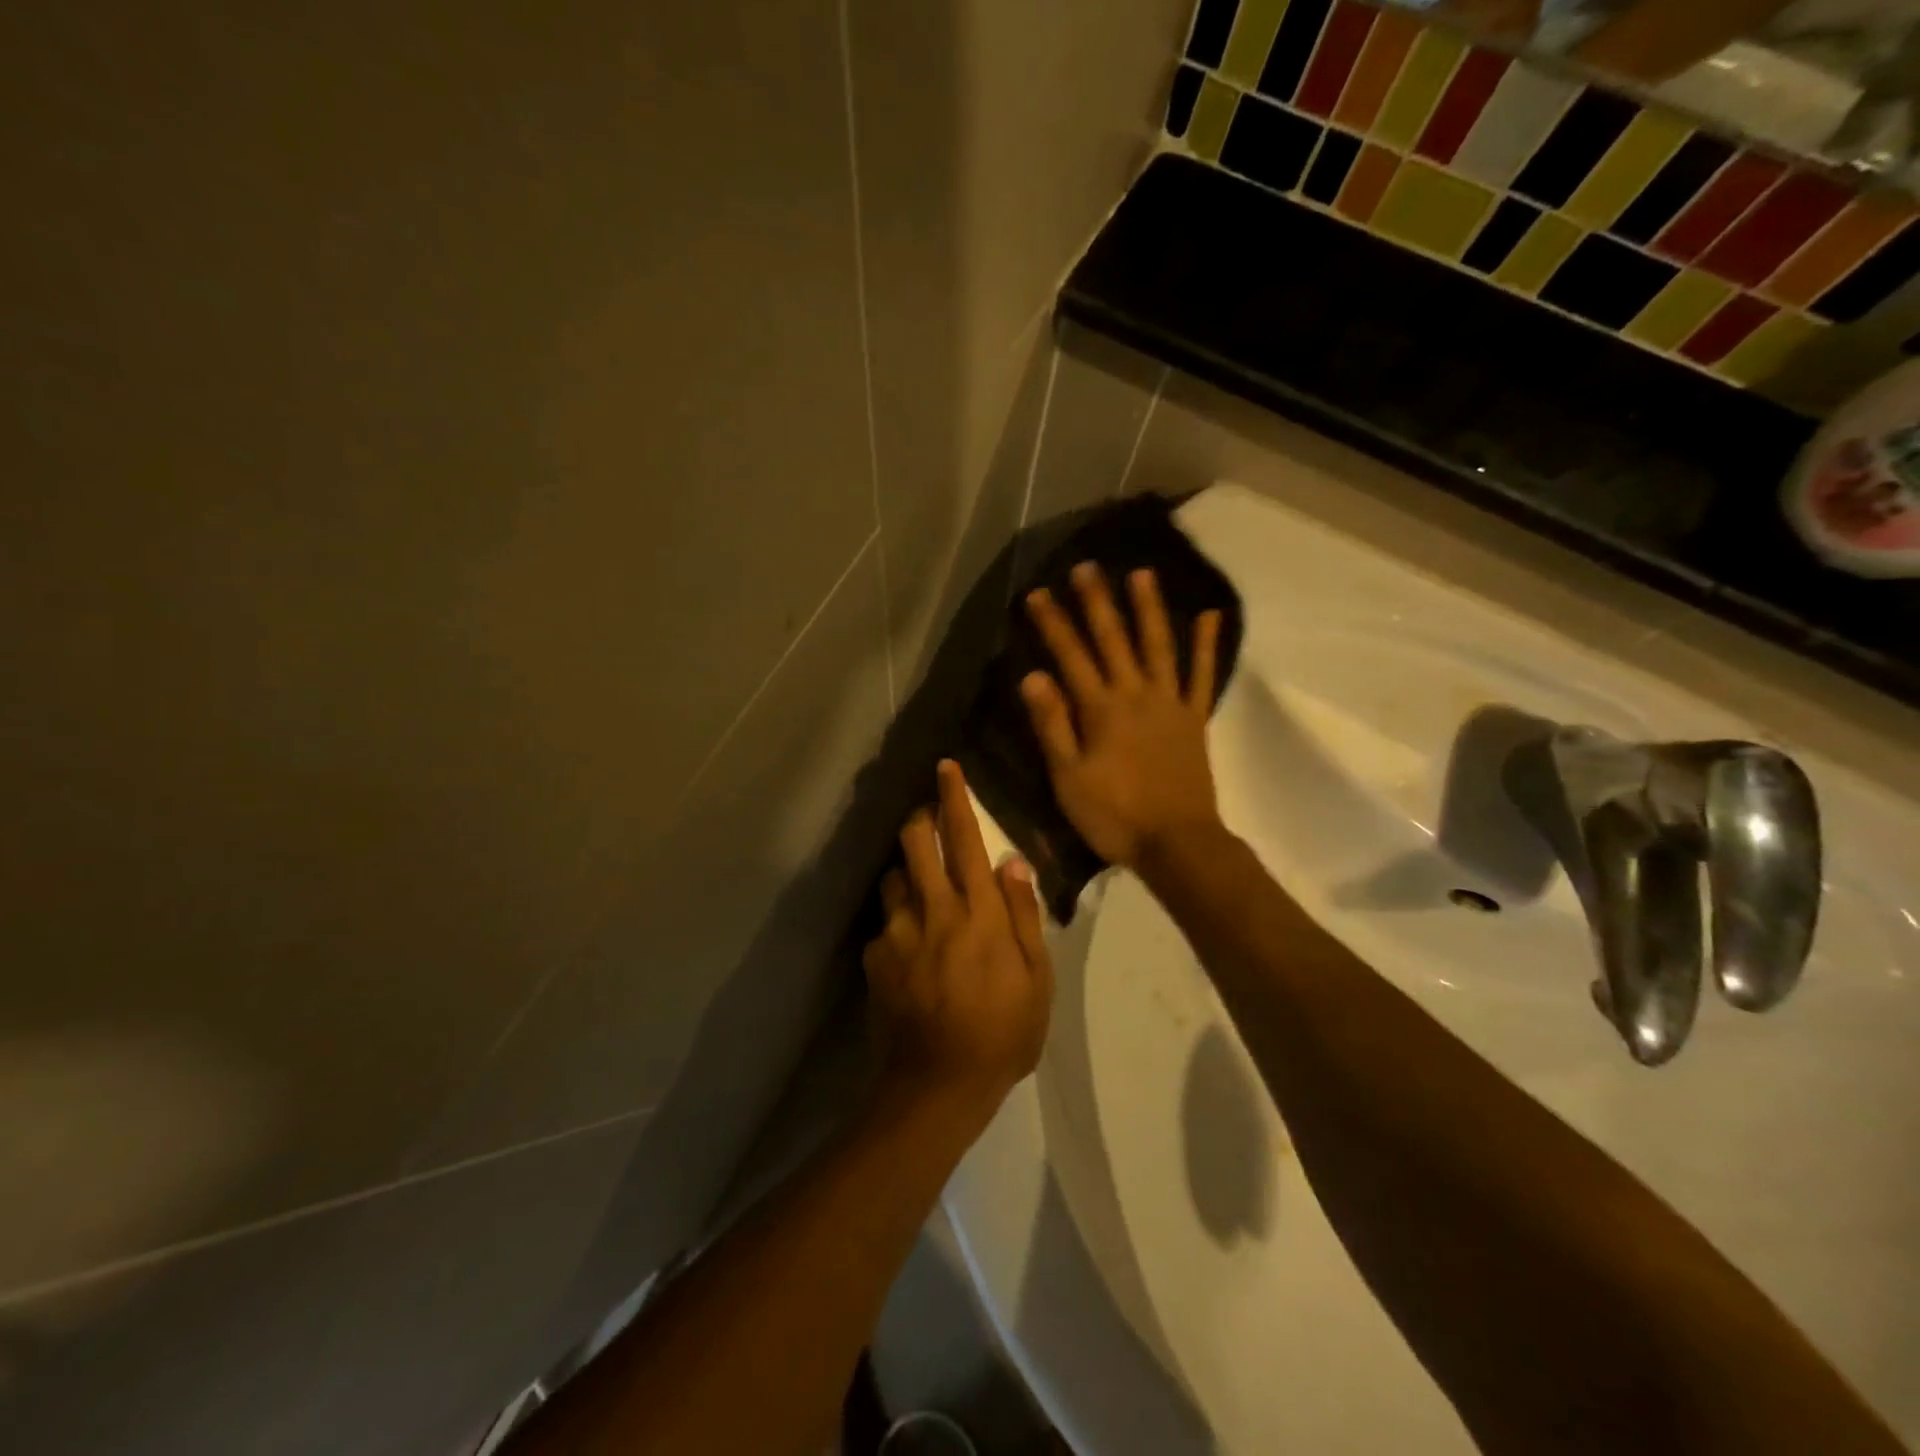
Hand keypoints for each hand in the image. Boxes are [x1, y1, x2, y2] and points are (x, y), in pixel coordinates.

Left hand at [863, 760, 1053, 1113]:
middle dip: (920, 820)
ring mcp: (897, 934)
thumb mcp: (1037, 979)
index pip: (965, 839)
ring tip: (924, 895)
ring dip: (908, 873)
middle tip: (930, 821)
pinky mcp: (875, 958)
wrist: (938, 1086)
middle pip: (915, 843)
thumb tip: (1012, 862)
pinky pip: (885, 922)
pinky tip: (910, 951)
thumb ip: (1024, 915)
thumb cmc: (1003, 1033)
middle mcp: (933, 911)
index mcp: (978, 913)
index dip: (955, 799)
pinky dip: (898, 921)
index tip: (946, 767)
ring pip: (893, 878)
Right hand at [1021, 563, 1223, 869]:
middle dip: (1097, 602)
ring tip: (1142, 573)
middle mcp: (1136, 695)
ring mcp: (1170, 703)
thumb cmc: (1114, 815)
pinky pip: (1202, 675)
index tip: (1037, 594)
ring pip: (1159, 645)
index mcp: (1101, 710)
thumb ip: (1052, 725)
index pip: (1071, 656)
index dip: (1053, 624)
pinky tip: (1210, 615)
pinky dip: (1207, 644)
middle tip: (1087, 567)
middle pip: (1114, 640)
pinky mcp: (1194, 718)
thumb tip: (1033, 676)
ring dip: (1149, 608)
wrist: (1177, 843)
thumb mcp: (1068, 777)